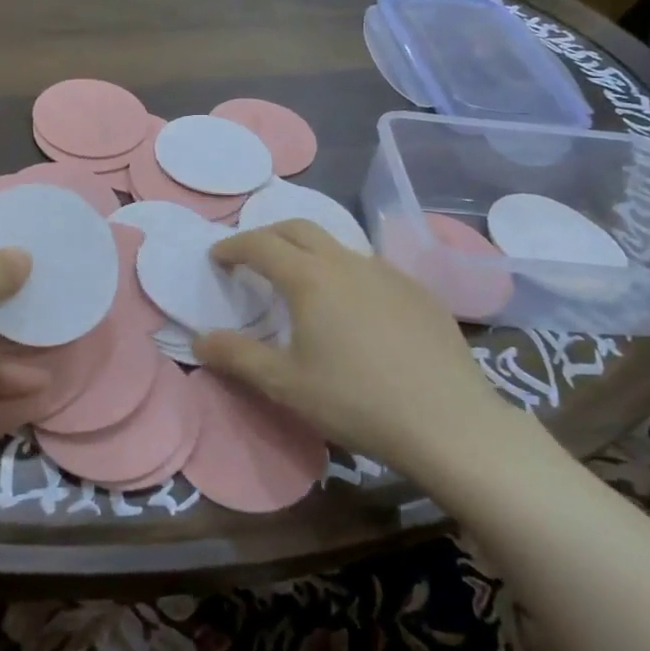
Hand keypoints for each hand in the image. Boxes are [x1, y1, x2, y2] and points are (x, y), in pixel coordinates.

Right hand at [194, 220, 515, 464]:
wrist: (449, 422)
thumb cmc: (356, 401)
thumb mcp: (285, 384)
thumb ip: (237, 357)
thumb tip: (200, 340)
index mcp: (310, 279)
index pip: (260, 245)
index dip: (233, 246)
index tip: (217, 258)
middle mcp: (347, 263)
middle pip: (299, 228)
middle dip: (268, 235)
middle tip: (251, 258)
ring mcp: (388, 273)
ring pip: (337, 245)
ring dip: (308, 251)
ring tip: (300, 281)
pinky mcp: (418, 291)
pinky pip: (370, 268)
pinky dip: (345, 273)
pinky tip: (353, 308)